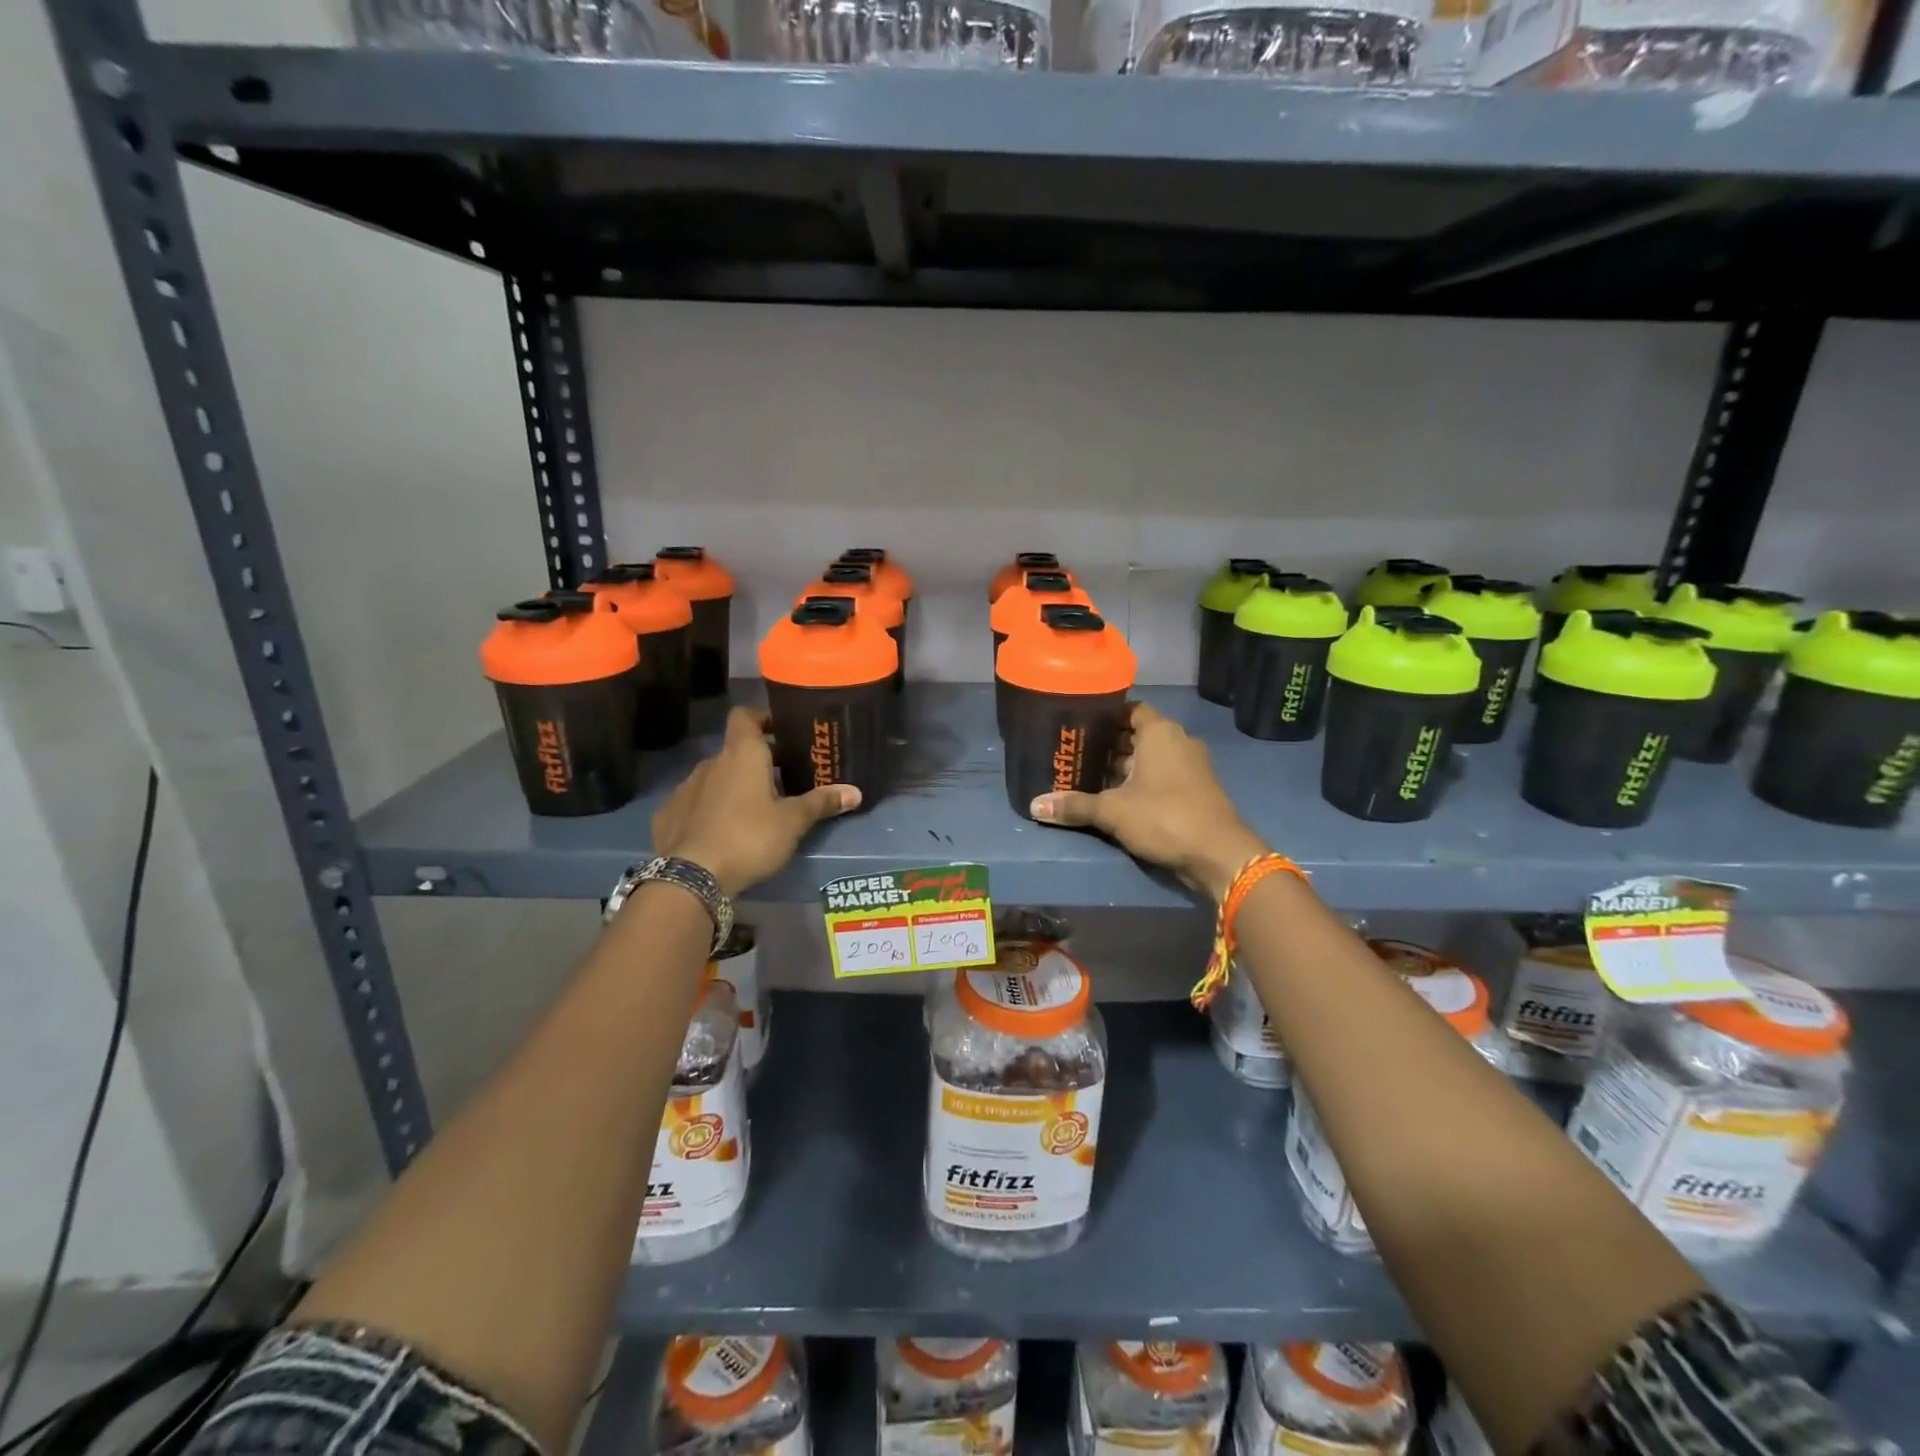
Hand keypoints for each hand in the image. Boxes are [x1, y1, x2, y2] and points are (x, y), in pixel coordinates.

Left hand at [651, 708, 859, 896]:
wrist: (691, 878)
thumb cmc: (749, 838)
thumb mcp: (793, 822)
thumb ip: (821, 803)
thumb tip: (856, 792)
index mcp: (741, 754)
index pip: (746, 716)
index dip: (764, 719)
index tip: (783, 733)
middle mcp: (710, 763)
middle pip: (736, 750)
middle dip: (758, 761)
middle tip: (784, 779)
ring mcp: (684, 789)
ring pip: (715, 778)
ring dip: (734, 786)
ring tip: (755, 810)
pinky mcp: (667, 816)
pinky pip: (694, 803)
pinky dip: (710, 810)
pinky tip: (722, 832)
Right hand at [1030, 702, 1266, 901]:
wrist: (1219, 855)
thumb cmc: (1164, 817)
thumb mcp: (1112, 811)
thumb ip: (1075, 805)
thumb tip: (1034, 805)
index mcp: (1160, 732)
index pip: (1130, 709)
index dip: (1105, 716)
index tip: (1080, 725)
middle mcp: (1179, 741)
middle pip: (1138, 734)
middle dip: (1109, 745)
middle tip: (1077, 754)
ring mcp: (1192, 766)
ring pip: (1151, 758)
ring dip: (1125, 767)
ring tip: (1091, 778)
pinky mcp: (1197, 790)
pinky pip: (1163, 776)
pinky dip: (1142, 783)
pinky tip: (1118, 799)